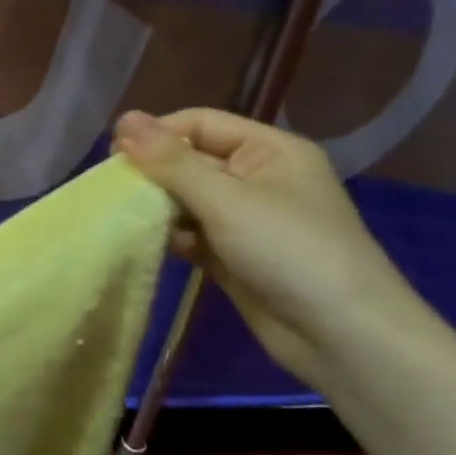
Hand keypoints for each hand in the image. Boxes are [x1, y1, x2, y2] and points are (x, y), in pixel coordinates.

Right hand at [113, 108, 420, 383]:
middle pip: (189, 160)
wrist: (343, 337)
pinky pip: (190, 232)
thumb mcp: (226, 199)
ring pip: (186, 198)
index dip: (156, 134)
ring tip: (123, 218)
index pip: (200, 123)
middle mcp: (257, 178)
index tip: (113, 156)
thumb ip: (171, 161)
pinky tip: (144, 243)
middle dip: (152, 173)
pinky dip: (168, 235)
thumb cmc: (290, 252)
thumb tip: (123, 117)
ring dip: (155, 206)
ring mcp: (245, 218)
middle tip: (112, 191)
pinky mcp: (233, 254)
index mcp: (269, 151)